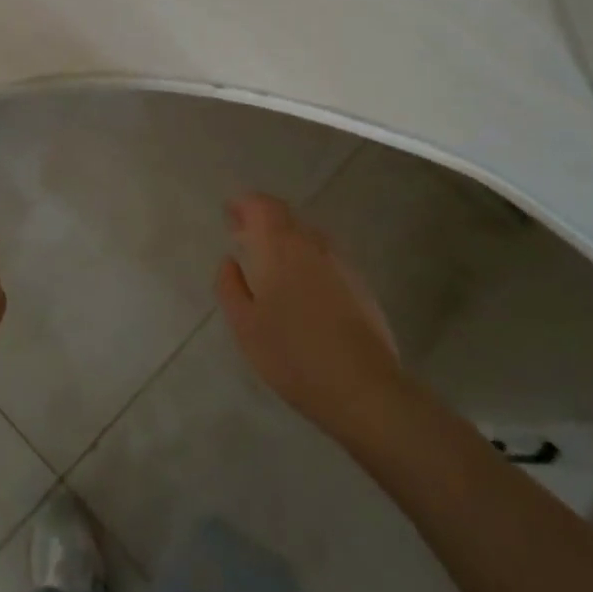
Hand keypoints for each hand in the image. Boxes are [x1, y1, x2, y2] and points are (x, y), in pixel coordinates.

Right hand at [215, 193, 407, 447]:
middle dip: (263, 220)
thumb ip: (230, 287)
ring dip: (286, 239)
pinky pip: (325, 258)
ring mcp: (341, 264)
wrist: (363, 388)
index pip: (263, 206)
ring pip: (308, 237)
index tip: (229, 211)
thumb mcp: (245, 326)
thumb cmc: (292, 355)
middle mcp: (313, 245)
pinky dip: (306, 258)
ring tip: (268, 259)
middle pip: (287, 217)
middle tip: (242, 233)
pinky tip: (300, 285)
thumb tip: (229, 261)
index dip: (245, 203)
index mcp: (281, 247)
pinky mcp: (360, 285)